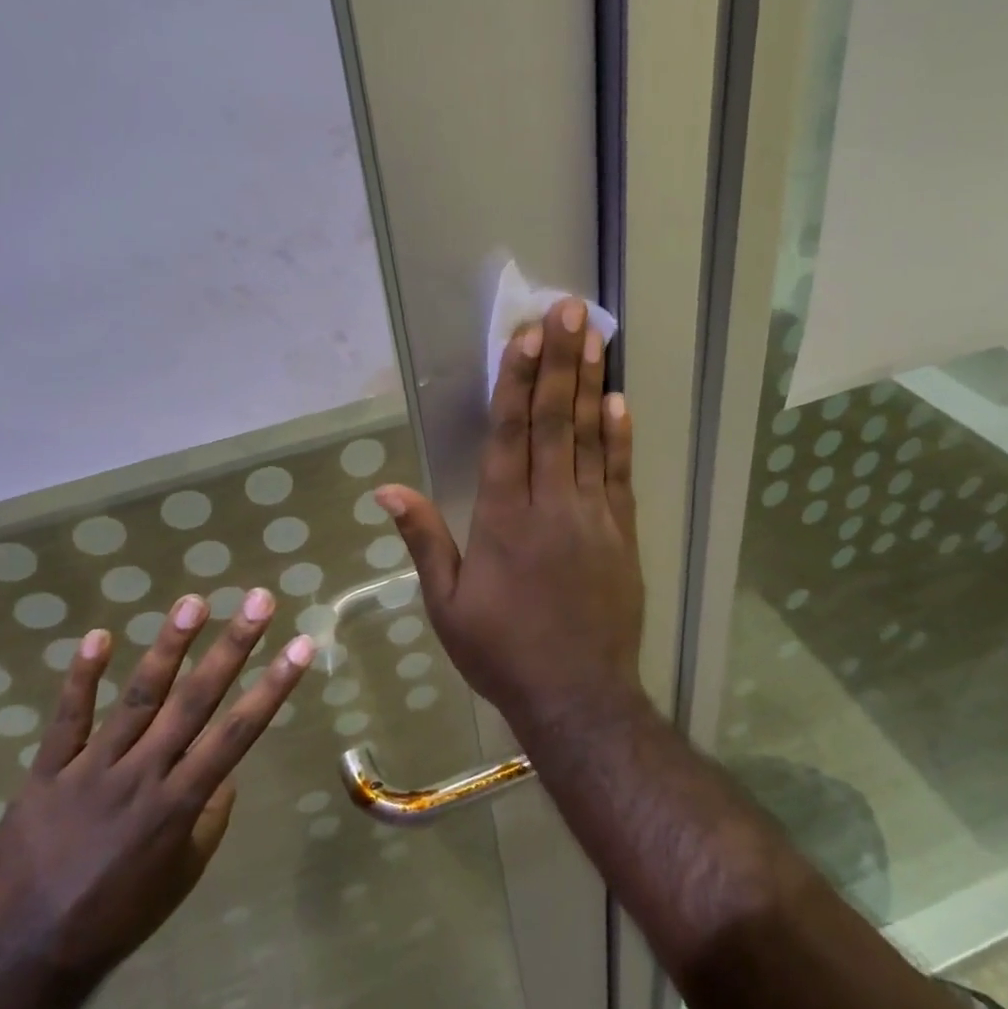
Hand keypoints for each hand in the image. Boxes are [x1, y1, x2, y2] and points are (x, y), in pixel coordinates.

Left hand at [0, 591, 312, 985]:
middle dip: (232, 646)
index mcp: (181, 803)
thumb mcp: (184, 873)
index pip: (239, 732)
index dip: (273, 686)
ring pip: (137, 698)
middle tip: (258, 600)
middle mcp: (143, 775)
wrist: (25, 957)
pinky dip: (81, 678)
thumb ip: (210, 816)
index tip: (301, 644)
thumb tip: (226, 771)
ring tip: (193, 602)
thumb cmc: (119, 916)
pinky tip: (99, 636)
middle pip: (195, 700)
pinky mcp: (46, 773)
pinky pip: (66, 720)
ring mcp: (91, 770)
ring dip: (168, 647)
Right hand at [376, 297, 643, 730]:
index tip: (525, 336)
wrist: (576, 696)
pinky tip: (619, 401)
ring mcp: (592, 516)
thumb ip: (423, 539)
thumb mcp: (447, 603)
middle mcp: (549, 505)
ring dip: (591, 384)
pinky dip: (620, 436)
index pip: (509, 434)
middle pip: (555, 421)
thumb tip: (385, 488)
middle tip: (568, 311)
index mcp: (502, 517)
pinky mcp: (622, 533)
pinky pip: (620, 474)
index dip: (517, 381)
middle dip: (559, 363)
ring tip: (594, 336)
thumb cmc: (501, 652)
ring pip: (591, 437)